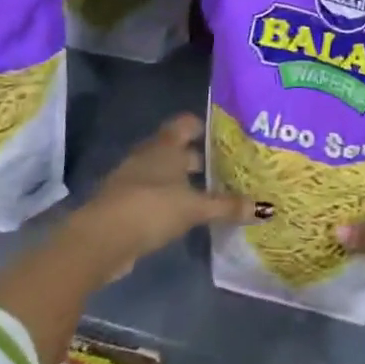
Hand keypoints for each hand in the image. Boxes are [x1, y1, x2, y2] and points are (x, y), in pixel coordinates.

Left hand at [75, 114, 251, 278]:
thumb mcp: (195, 208)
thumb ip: (227, 206)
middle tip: (228, 168)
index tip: (227, 136)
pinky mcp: (126, 204)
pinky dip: (171, 200)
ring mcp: (133, 180)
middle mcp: (148, 156)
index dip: (205, 126)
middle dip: (200, 158)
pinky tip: (187, 215)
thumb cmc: (151, 208)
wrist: (100, 240)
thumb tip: (265, 207)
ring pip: (165, 173)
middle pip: (177, 149)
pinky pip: (155, 195)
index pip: (186, 123)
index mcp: (165, 146)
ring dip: (184, 181)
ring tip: (212, 193)